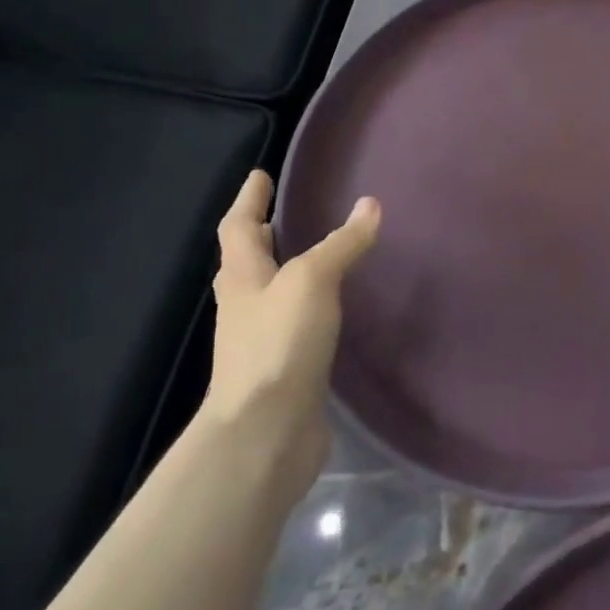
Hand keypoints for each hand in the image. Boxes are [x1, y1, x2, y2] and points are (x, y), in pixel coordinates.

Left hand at [199, 171, 380, 495]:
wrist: (265, 434)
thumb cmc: (278, 344)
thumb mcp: (312, 281)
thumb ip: (342, 243)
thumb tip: (370, 205)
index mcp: (243, 278)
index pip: (239, 228)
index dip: (249, 200)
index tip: (259, 175)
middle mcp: (246, 306)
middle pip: (248, 262)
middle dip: (262, 236)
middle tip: (283, 214)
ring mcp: (262, 341)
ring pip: (271, 294)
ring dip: (285, 271)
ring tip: (314, 255)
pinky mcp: (285, 370)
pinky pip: (295, 325)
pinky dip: (309, 307)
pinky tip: (333, 309)